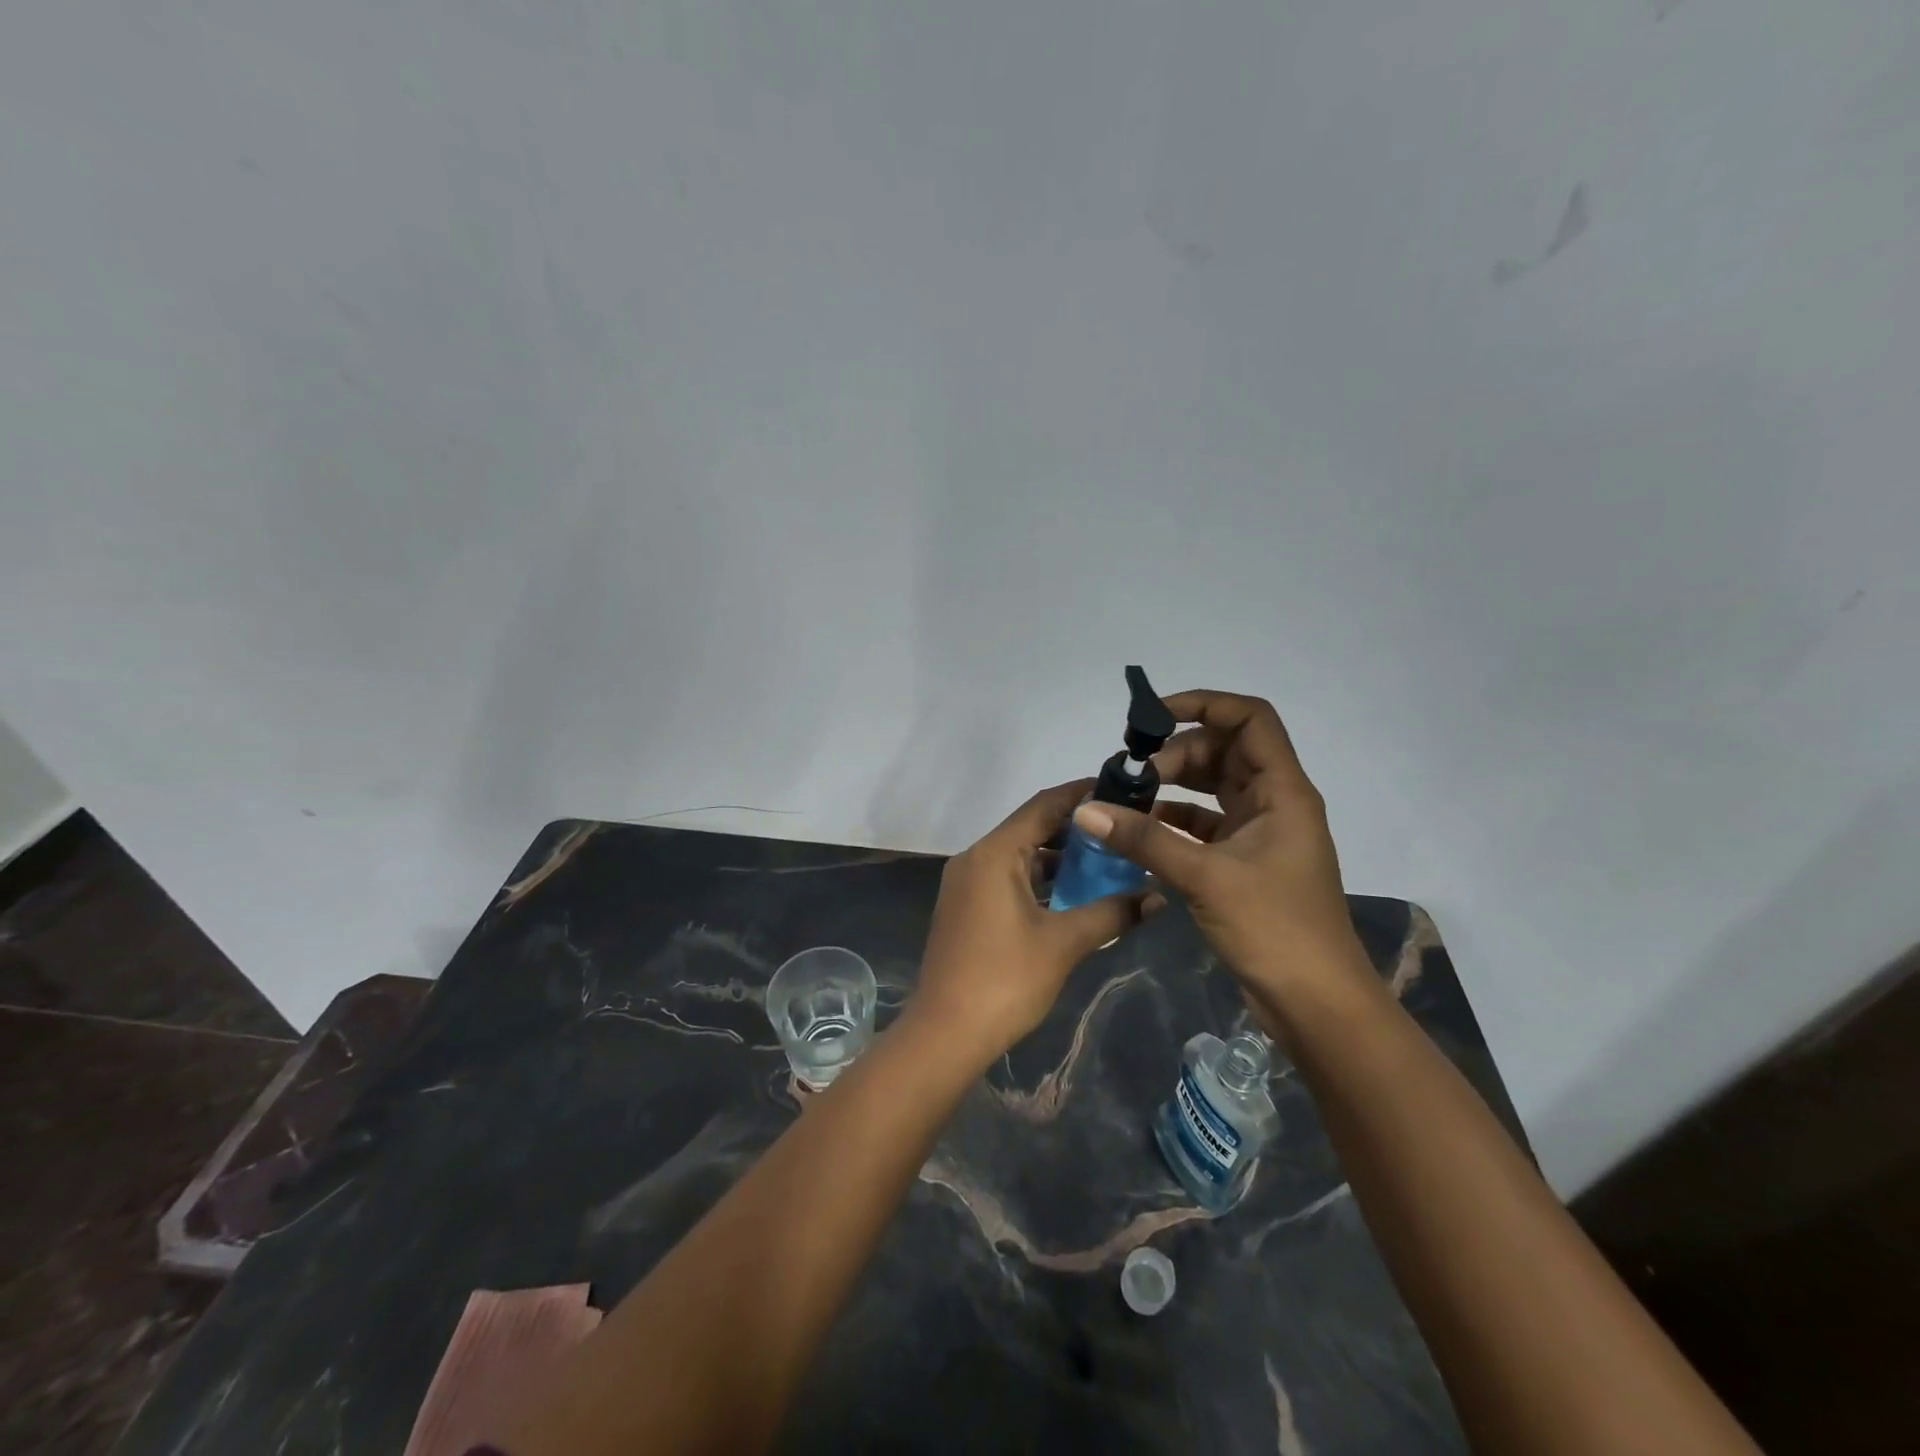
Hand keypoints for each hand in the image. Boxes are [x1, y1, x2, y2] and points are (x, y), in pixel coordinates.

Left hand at [909, 780, 1160, 1064]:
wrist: (945, 1033)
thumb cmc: (1005, 980)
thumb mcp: (1064, 943)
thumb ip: (1111, 913)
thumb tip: (1157, 897)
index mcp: (995, 853)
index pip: (1043, 805)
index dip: (1082, 794)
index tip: (1120, 791)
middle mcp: (975, 857)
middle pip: (1030, 828)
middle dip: (1076, 830)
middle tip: (1122, 832)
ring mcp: (966, 883)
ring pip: (1019, 856)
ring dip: (1058, 859)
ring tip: (1106, 863)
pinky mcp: (966, 907)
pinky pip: (1007, 878)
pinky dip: (1039, 881)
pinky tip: (1072, 896)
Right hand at [1070, 690, 1370, 1014]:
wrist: (1316, 1005)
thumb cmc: (1276, 929)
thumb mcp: (1206, 877)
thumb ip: (1144, 839)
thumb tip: (1086, 809)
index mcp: (1283, 791)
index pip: (1250, 719)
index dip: (1204, 704)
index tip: (1153, 718)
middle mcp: (1274, 803)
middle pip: (1223, 750)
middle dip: (1176, 752)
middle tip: (1131, 772)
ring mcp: (1258, 834)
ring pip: (1211, 787)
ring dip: (1171, 785)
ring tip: (1126, 796)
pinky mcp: (1242, 862)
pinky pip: (1203, 825)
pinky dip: (1172, 821)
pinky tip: (1137, 830)